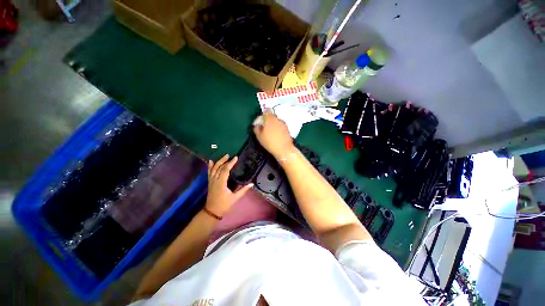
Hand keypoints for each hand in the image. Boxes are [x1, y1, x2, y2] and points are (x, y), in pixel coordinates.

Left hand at [206, 154, 252, 215]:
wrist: (212, 212)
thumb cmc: (224, 205)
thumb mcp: (235, 198)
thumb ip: (243, 190)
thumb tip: (252, 184)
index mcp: (221, 183)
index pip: (225, 170)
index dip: (230, 163)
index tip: (236, 158)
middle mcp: (215, 180)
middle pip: (219, 167)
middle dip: (224, 160)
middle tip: (229, 155)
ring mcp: (211, 181)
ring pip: (213, 169)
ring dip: (218, 162)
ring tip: (224, 156)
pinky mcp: (209, 182)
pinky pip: (209, 172)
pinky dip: (210, 166)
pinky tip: (211, 161)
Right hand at [253, 109, 294, 158]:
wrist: (284, 149)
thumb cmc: (270, 142)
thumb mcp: (259, 137)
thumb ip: (257, 129)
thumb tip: (257, 125)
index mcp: (270, 119)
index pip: (267, 111)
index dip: (264, 114)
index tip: (261, 120)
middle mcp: (277, 119)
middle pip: (272, 116)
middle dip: (269, 120)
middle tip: (265, 127)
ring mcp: (283, 124)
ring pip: (277, 121)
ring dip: (274, 124)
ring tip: (271, 132)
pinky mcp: (287, 129)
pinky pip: (281, 126)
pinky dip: (278, 128)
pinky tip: (276, 135)